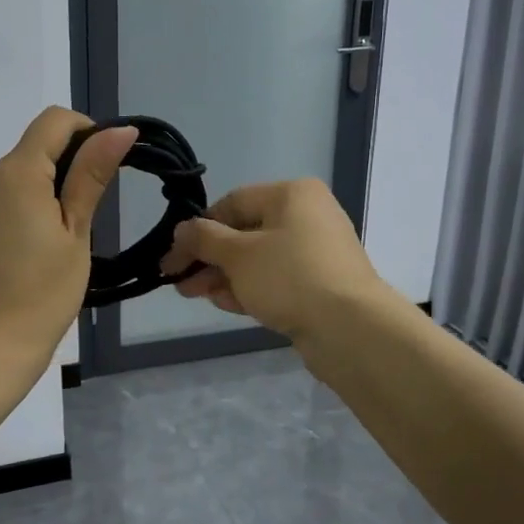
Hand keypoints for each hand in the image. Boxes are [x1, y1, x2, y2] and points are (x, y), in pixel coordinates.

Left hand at [0, 108, 136, 368]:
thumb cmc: (44, 291)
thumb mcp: (76, 231)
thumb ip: (92, 174)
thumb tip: (120, 129)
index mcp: (16, 172)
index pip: (54, 121)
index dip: (89, 130)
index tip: (109, 166)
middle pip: (38, 144)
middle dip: (72, 161)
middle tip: (96, 208)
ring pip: (24, 170)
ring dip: (53, 184)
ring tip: (72, 232)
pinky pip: (8, 194)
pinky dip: (33, 201)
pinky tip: (45, 242)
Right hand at [163, 178, 390, 341]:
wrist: (350, 329)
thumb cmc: (290, 276)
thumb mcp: (238, 254)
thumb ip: (204, 239)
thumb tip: (182, 230)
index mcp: (292, 195)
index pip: (233, 203)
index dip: (198, 228)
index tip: (174, 255)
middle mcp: (307, 216)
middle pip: (244, 233)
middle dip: (208, 258)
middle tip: (178, 281)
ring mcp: (316, 253)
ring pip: (258, 260)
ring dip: (224, 276)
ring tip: (193, 295)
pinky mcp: (319, 285)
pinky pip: (276, 280)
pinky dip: (249, 289)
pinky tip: (224, 304)